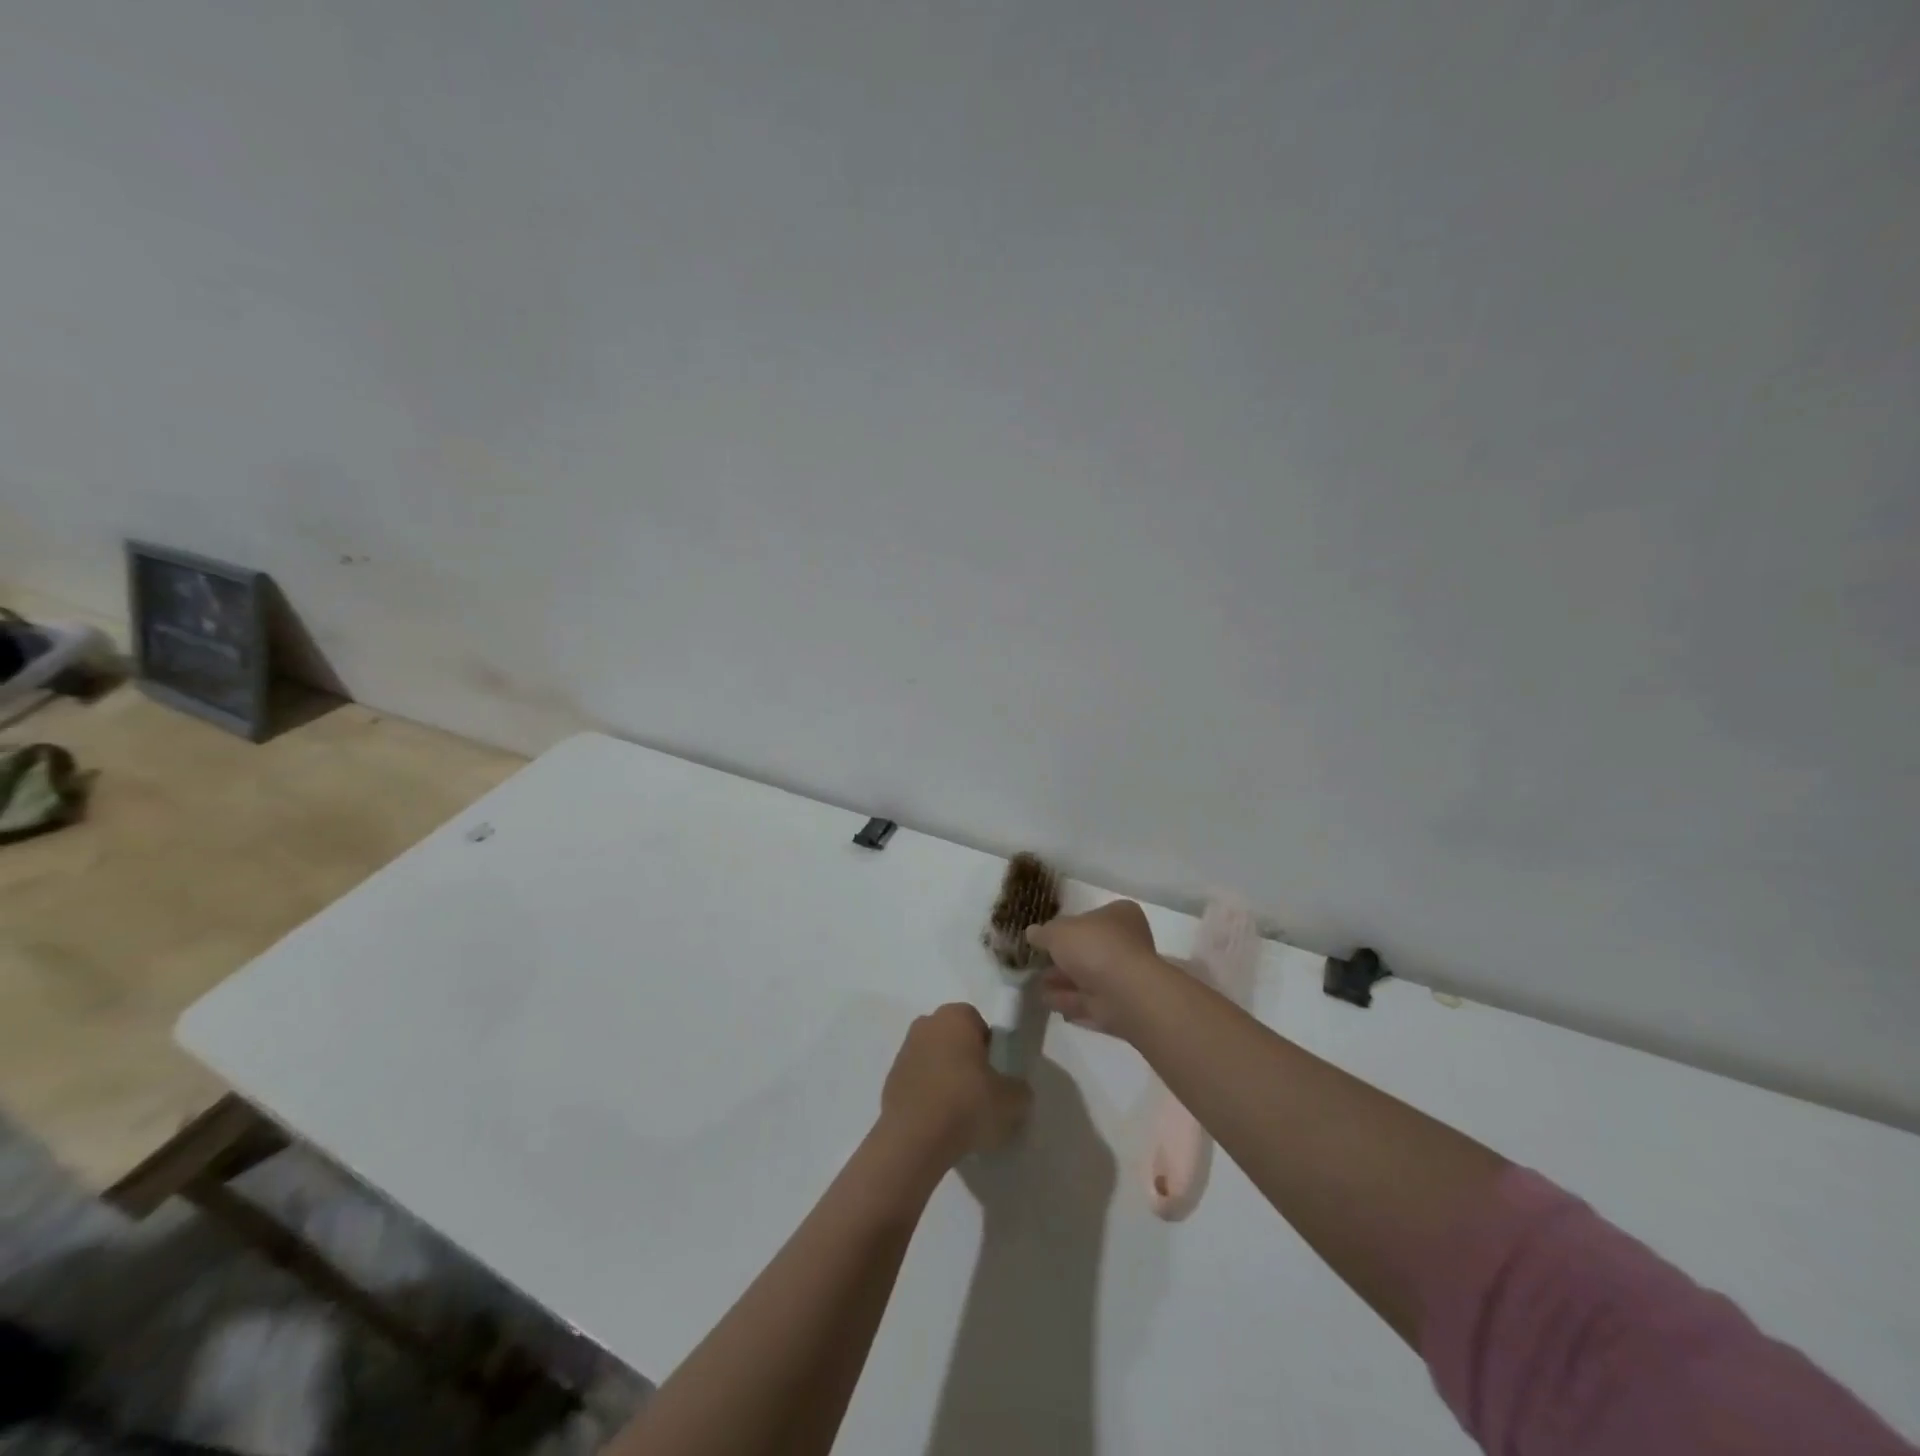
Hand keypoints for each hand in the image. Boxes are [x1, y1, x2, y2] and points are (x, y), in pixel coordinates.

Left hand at [881, 1004, 1031, 1161]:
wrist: (915, 1138)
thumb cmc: (967, 1104)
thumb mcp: (1011, 1100)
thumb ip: (1019, 1090)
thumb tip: (1016, 1091)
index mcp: (955, 1016)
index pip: (978, 1024)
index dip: (990, 1049)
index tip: (995, 1076)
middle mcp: (926, 1024)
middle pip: (953, 1039)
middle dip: (965, 1060)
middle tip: (979, 1093)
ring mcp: (904, 1051)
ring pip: (934, 1059)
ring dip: (945, 1077)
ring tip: (958, 1114)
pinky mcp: (890, 1080)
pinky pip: (918, 1082)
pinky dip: (928, 1096)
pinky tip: (937, 1122)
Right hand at [1026, 900, 1167, 1041]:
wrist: (1124, 992)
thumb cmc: (1094, 947)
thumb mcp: (1058, 932)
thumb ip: (1043, 933)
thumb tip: (1032, 933)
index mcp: (1120, 916)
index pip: (1092, 917)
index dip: (1069, 926)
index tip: (1048, 936)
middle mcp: (1127, 943)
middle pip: (1089, 949)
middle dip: (1063, 959)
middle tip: (1038, 964)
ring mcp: (1125, 976)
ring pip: (1088, 978)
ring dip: (1063, 982)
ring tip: (1036, 986)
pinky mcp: (1121, 1005)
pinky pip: (1090, 1002)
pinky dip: (1070, 1002)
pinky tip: (1049, 1003)